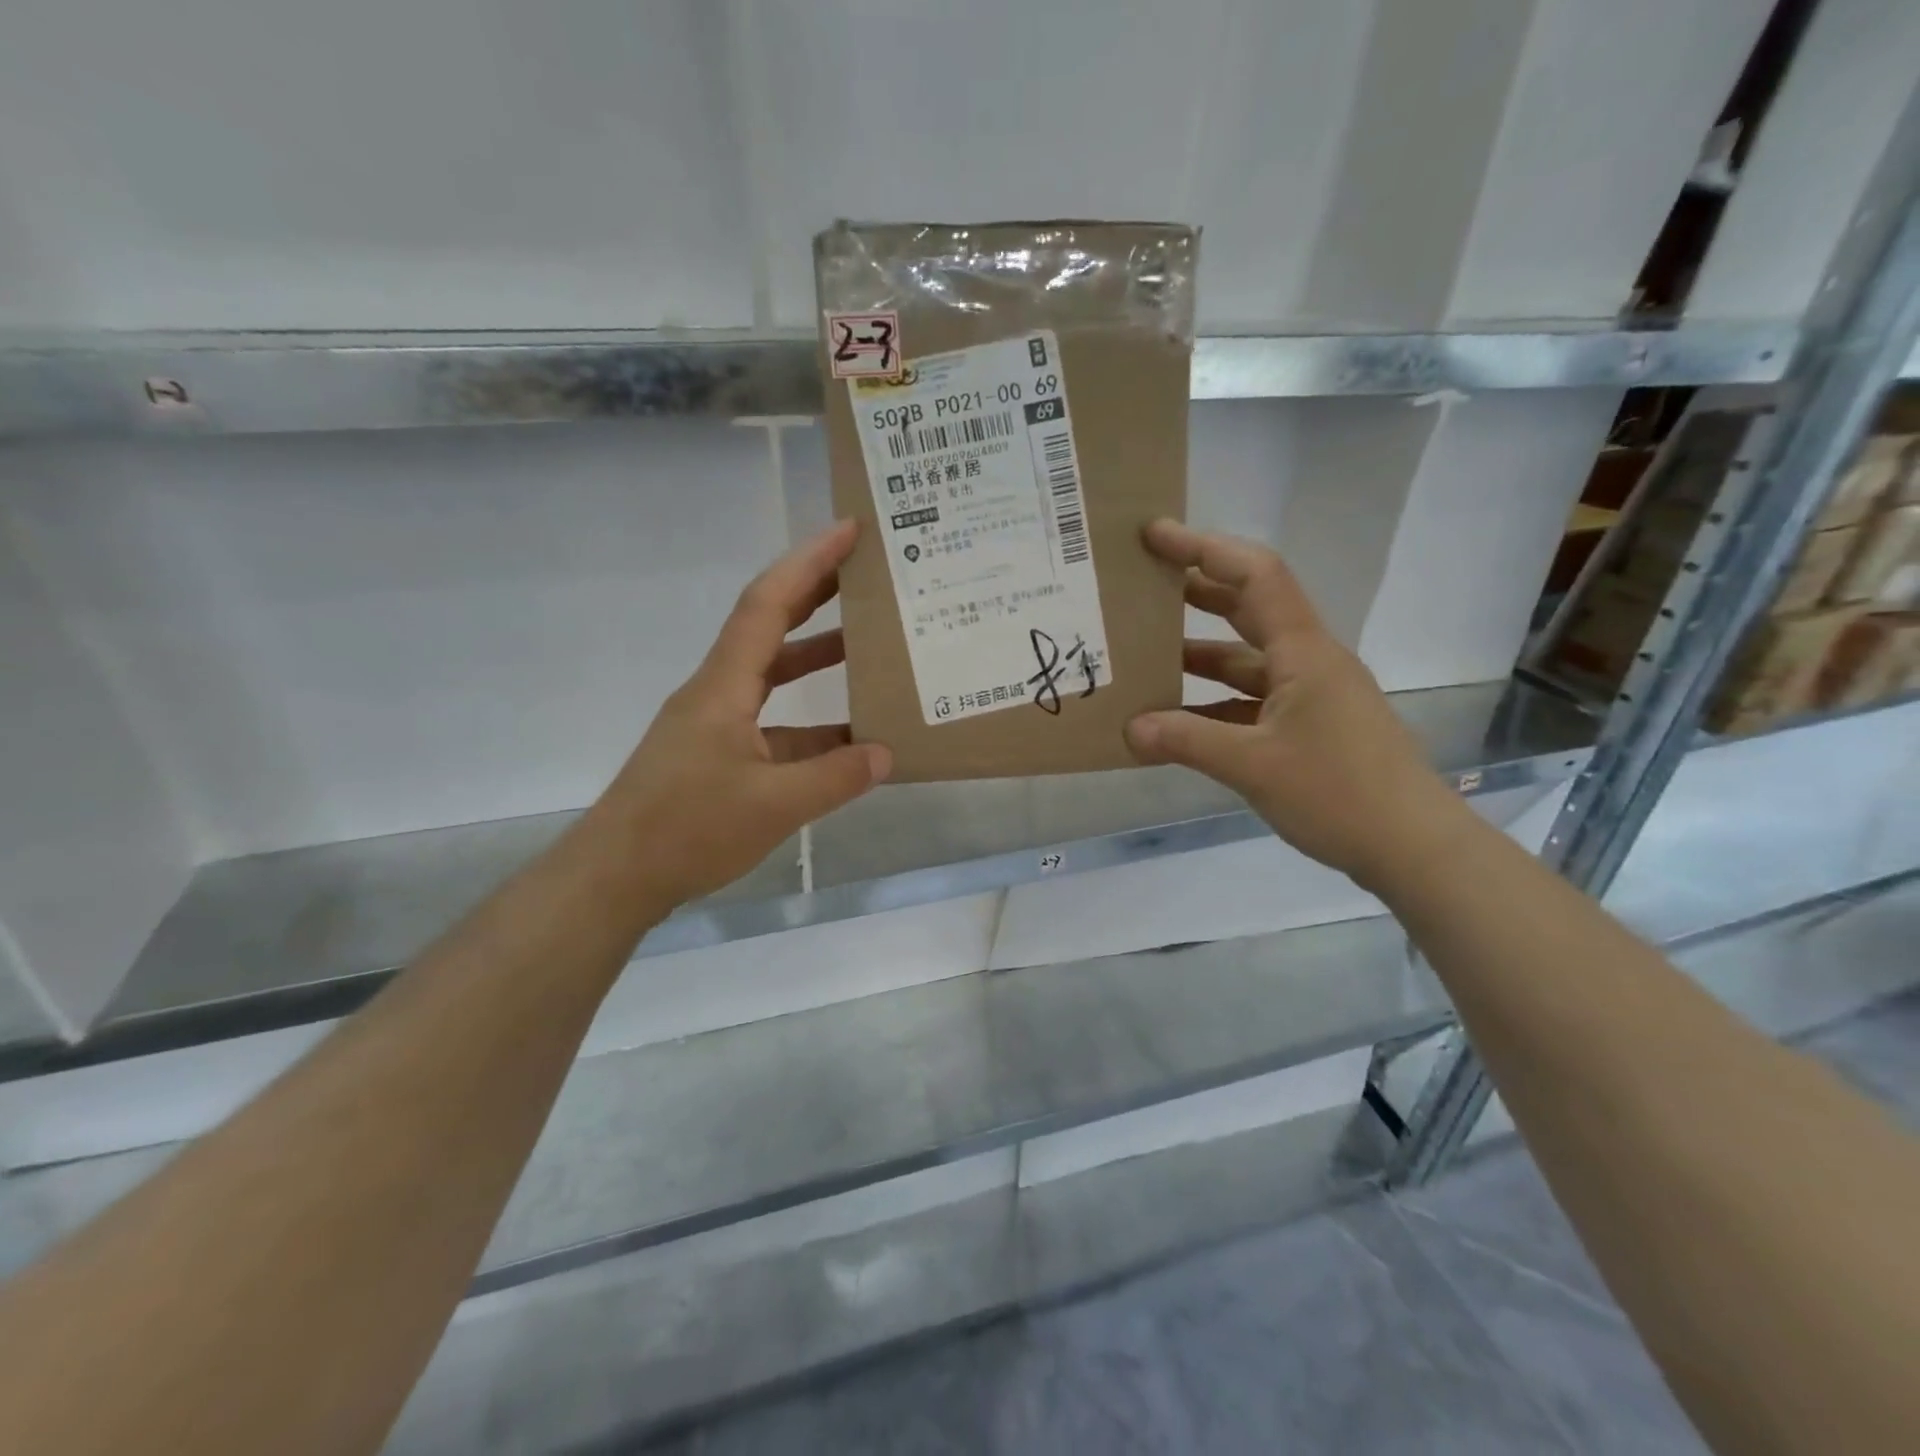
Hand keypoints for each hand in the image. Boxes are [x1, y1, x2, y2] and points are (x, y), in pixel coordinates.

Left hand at [591, 520, 890, 908]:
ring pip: (773, 676)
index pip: (768, 604)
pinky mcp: (717, 755)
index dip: (809, 562)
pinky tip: (848, 738)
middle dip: (816, 593)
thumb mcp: (774, 805)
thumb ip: (835, 777)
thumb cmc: (686, 829)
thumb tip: (886, 753)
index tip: (848, 531)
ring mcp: (716, 724)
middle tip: (864, 573)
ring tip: (868, 645)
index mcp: (724, 686)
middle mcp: (717, 691)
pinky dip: (811, 721)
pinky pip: (774, 723)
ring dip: (816, 656)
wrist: (615, 876)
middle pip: (769, 625)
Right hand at [1124, 519, 1467, 888]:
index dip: (1204, 548)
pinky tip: (1178, 718)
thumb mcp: (1253, 766)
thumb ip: (1187, 741)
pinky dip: (1214, 702)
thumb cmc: (1339, 793)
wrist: (1413, 846)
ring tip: (1144, 655)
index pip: (1254, 575)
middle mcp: (1308, 661)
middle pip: (1249, 607)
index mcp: (1302, 652)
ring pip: (1246, 659)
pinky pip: (1251, 700)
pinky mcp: (1309, 727)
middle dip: (1196, 590)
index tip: (1155, 536)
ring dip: (1199, 654)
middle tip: (1142, 585)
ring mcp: (1310, 695)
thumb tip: (1129, 728)